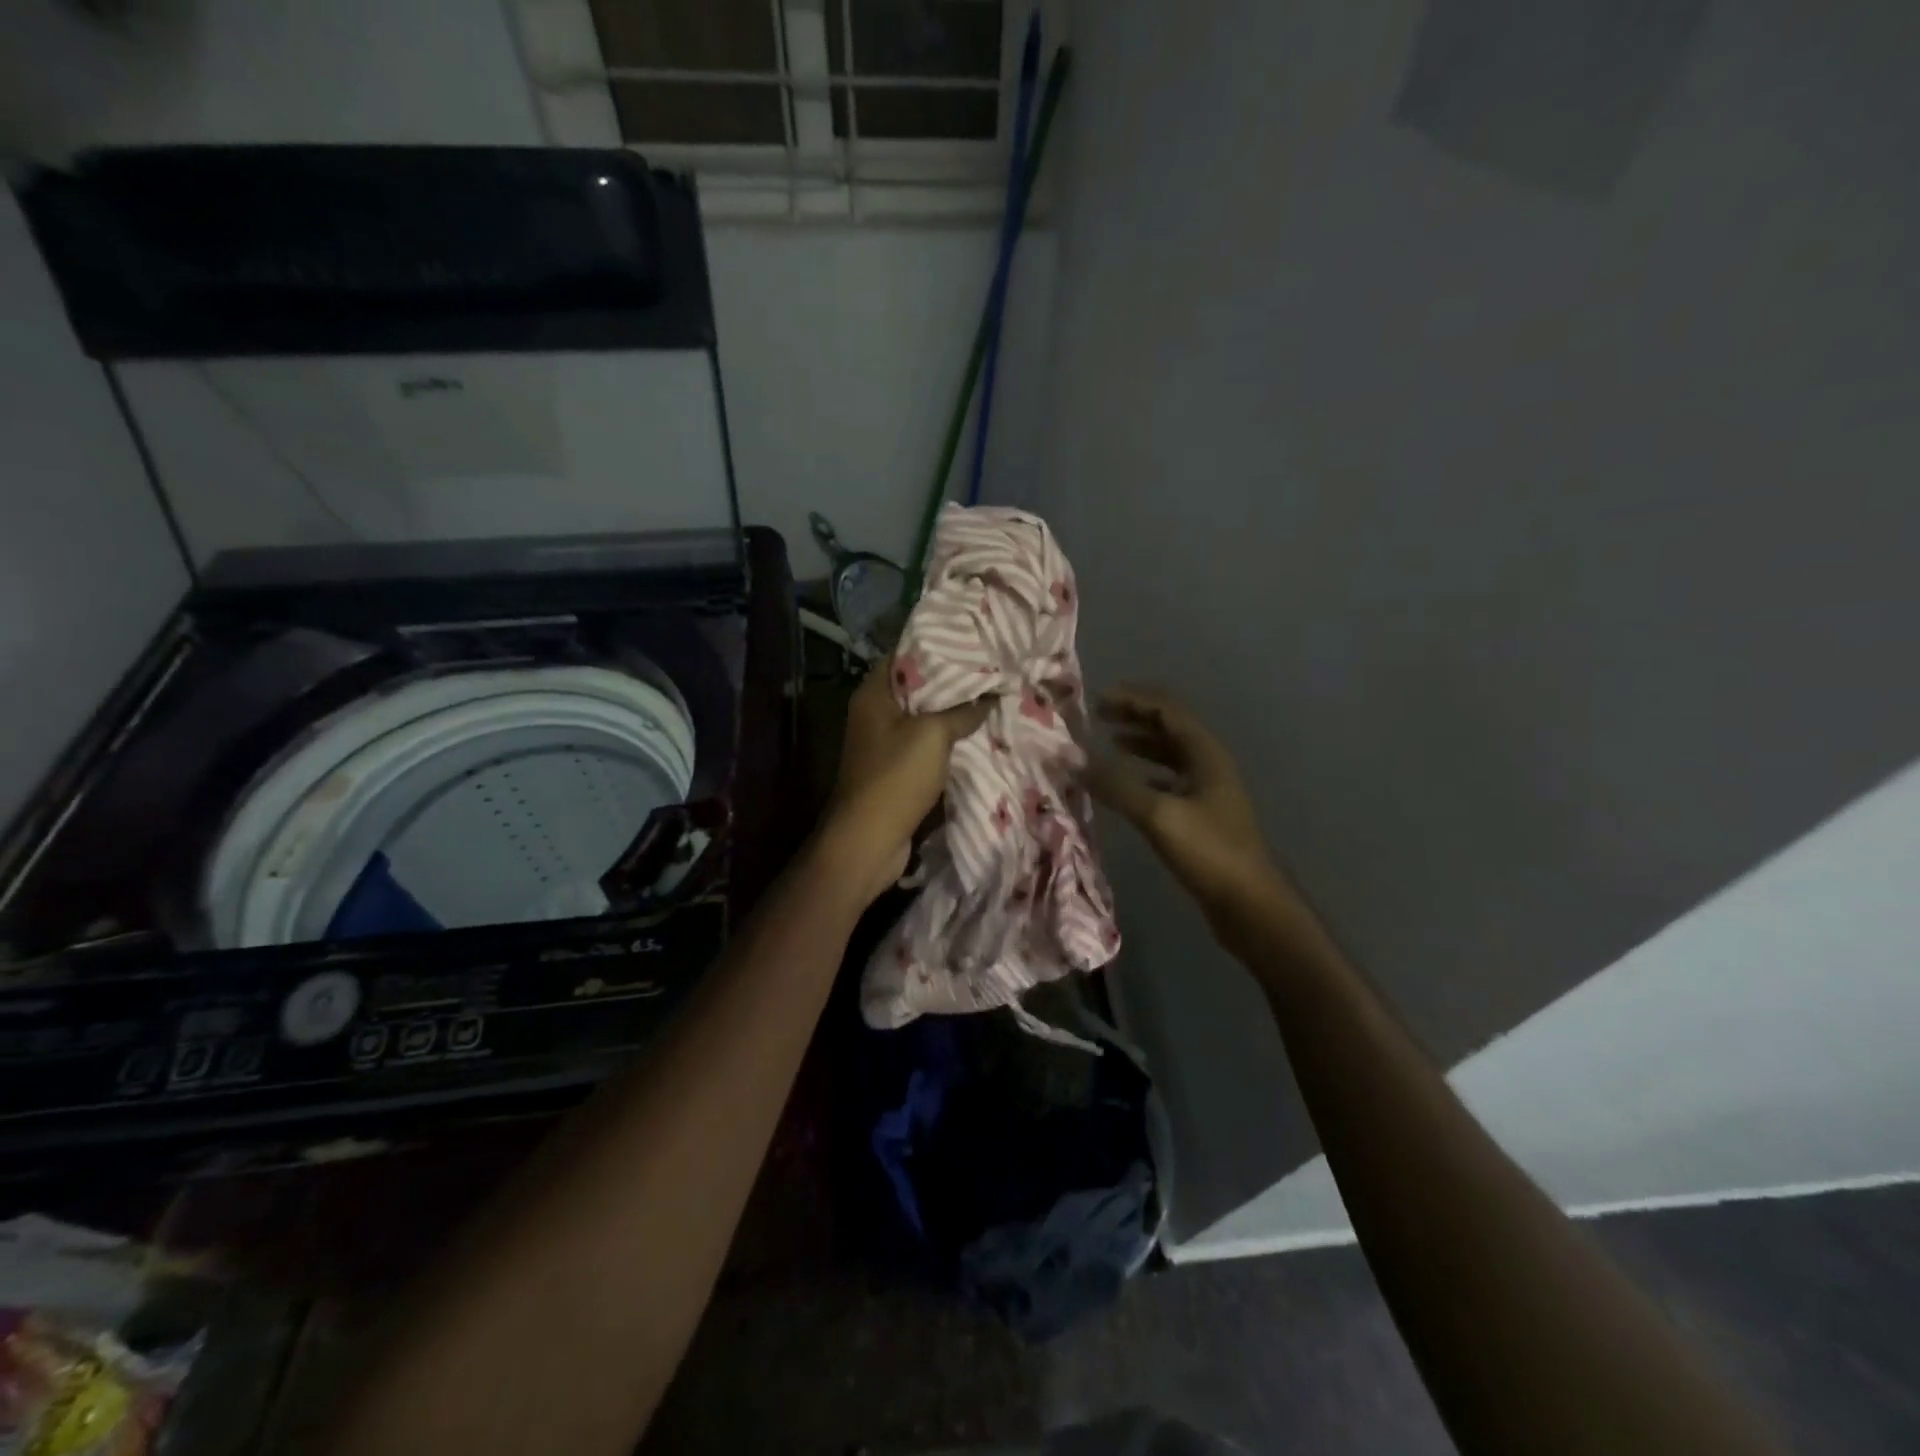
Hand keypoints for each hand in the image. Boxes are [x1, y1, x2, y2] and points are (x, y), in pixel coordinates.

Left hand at [821, 660, 990, 904]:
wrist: (868, 840)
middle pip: (917, 687)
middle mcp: (874, 713)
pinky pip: (925, 745)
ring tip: (991, 698)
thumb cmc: (895, 777)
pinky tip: (977, 734)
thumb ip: (963, 711)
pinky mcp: (895, 769)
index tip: (974, 642)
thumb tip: (991, 696)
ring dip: (953, 713)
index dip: (937, 646)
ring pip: (924, 718)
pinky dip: (947, 740)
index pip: (905, 655)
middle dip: (953, 681)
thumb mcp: (933, 735)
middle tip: (992, 670)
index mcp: (874, 694)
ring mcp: (883, 743)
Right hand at [1087, 686, 1283, 917]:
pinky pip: (1169, 782)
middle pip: (1169, 729)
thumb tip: (1074, 759)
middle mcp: (1209, 766)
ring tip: (1109, 743)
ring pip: (1170, 756)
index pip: (1167, 711)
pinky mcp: (1202, 816)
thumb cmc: (1209, 853)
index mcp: (1205, 756)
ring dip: (1140, 745)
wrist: (1249, 905)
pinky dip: (1145, 776)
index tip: (1097, 699)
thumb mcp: (1159, 816)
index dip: (1133, 700)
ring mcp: (1208, 792)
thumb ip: (1117, 785)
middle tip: (1098, 716)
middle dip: (1135, 718)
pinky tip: (1127, 786)